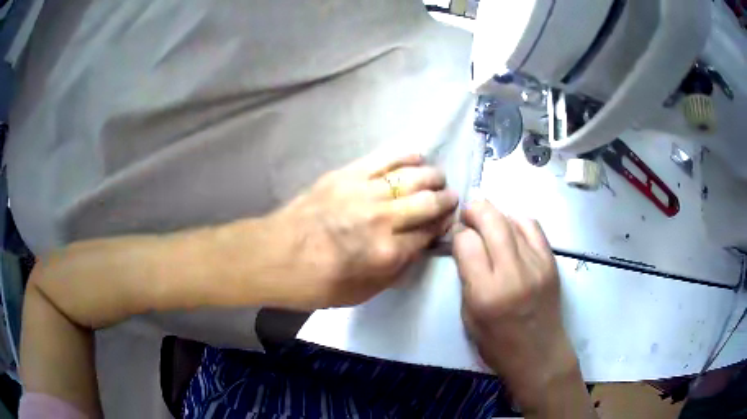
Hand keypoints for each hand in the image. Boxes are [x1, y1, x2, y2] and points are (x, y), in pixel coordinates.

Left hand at [265, 152, 457, 308]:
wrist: (275, 254)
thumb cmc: (316, 283)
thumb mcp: (362, 293)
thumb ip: (395, 271)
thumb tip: (417, 248)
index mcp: (387, 253)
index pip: (428, 234)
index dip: (441, 227)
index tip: (446, 223)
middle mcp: (383, 219)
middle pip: (428, 203)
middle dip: (445, 200)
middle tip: (450, 198)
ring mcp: (365, 192)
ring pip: (412, 177)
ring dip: (432, 176)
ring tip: (438, 178)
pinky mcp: (348, 174)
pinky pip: (385, 158)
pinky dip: (405, 155)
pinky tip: (418, 156)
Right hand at [454, 201, 593, 417]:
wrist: (539, 352)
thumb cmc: (497, 343)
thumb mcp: (468, 316)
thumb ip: (466, 277)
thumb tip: (464, 244)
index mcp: (485, 293)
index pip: (466, 242)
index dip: (457, 233)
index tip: (456, 236)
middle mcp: (512, 273)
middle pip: (491, 220)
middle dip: (474, 210)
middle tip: (467, 214)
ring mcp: (536, 264)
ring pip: (512, 219)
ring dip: (494, 214)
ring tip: (488, 222)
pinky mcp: (551, 261)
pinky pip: (532, 226)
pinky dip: (517, 221)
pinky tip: (510, 230)